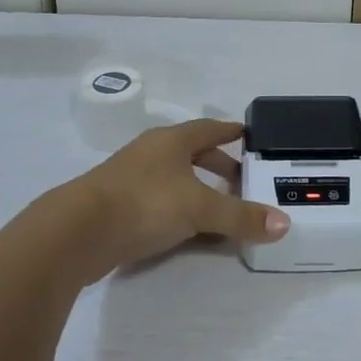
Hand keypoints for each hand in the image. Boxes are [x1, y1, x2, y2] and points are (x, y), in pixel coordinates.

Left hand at [67, 119, 288, 275]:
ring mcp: (130, 178)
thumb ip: (240, 217)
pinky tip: (186, 229)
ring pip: (174, 178)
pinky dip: (178, 208)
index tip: (248, 134)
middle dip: (217, 165)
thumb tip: (284, 224)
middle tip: (242, 180)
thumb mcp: (199, 209)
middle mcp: (151, 153)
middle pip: (191, 153)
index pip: (209, 129)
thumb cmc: (143, 204)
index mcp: (171, 141)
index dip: (230, 132)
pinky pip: (158, 201)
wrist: (76, 232)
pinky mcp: (117, 206)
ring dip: (197, 188)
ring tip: (219, 207)